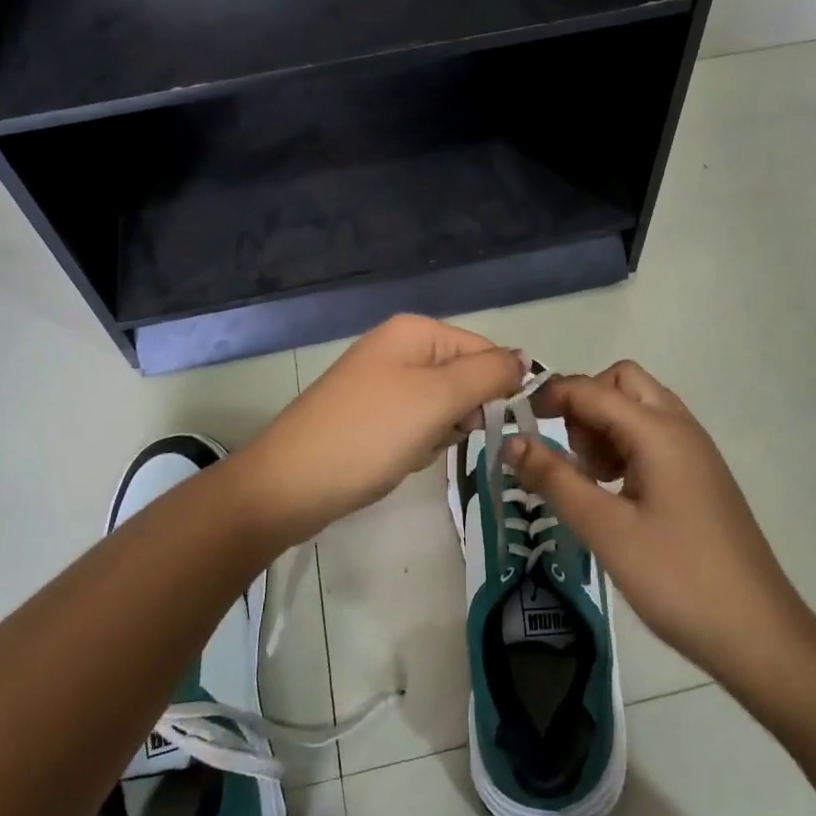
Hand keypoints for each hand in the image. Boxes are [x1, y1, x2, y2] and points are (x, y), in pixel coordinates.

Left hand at [236, 315, 525, 544]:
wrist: (289, 484)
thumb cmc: (371, 434)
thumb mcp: (438, 398)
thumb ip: (489, 373)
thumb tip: (525, 357)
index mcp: (415, 331)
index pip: (484, 350)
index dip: (496, 387)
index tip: (496, 424)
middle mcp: (397, 348)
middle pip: (462, 378)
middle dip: (462, 413)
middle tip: (439, 435)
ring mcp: (380, 382)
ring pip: (441, 407)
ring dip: (439, 434)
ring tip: (412, 450)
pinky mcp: (368, 415)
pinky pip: (414, 425)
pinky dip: (415, 445)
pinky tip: (395, 461)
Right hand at [508, 361, 815, 690]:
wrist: (759, 635)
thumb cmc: (678, 579)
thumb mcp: (606, 530)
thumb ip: (555, 479)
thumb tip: (510, 441)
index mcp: (660, 432)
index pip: (592, 389)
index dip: (550, 396)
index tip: (515, 423)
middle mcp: (680, 428)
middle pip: (622, 383)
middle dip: (585, 404)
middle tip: (568, 454)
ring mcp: (694, 453)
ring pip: (638, 409)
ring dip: (604, 427)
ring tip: (590, 481)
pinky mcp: (699, 477)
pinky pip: (652, 438)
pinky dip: (624, 448)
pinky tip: (615, 495)